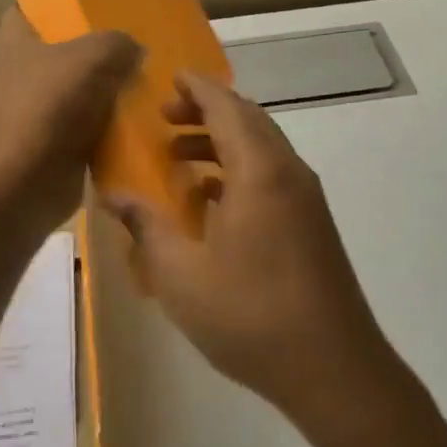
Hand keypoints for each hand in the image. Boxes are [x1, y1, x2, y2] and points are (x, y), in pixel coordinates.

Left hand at [0, 10, 140, 231]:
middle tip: (140, 45)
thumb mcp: (90, 58)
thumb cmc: (45, 106)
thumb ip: (116, 43)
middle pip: (64, 52)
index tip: (101, 5)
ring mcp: (34, 111)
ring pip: (79, 91)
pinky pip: (87, 127)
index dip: (63, 4)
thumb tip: (134, 49)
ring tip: (150, 80)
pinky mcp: (51, 145)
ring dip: (108, 92)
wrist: (20, 185)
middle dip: (98, 51)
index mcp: (11, 40)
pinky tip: (142, 119)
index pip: (33, 8)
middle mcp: (18, 72)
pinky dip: (109, 127)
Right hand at [106, 73, 402, 440]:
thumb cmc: (251, 316)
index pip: (226, 108)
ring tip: (179, 159)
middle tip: (165, 119)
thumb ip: (146, 227)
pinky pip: (271, 177)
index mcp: (260, 172)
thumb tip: (113, 195)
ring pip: (261, 150)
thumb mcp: (181, 274)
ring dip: (221, 144)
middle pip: (247, 122)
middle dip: (206, 112)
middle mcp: (289, 173)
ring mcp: (306, 200)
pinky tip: (211, 203)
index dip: (197, 88)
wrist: (333, 369)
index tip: (170, 77)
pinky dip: (239, 172)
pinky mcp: (312, 225)